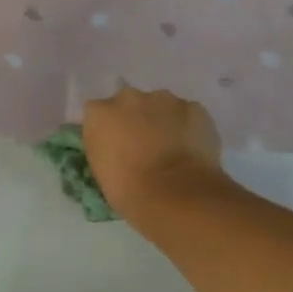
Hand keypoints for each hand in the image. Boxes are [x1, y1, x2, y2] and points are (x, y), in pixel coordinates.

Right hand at [83, 85, 223, 223]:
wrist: (174, 194)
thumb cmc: (128, 190)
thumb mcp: (101, 169)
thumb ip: (105, 146)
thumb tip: (116, 145)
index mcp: (99, 113)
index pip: (98, 113)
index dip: (109, 129)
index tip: (116, 146)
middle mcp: (128, 97)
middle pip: (129, 102)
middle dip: (135, 118)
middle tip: (143, 145)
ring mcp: (163, 99)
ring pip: (160, 105)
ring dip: (162, 120)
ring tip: (171, 149)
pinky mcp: (193, 107)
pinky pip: (187, 114)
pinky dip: (187, 127)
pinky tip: (191, 149)